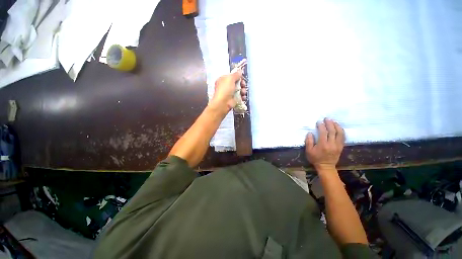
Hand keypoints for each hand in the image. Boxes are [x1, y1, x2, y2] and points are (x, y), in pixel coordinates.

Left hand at [210, 70, 246, 110]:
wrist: (223, 103)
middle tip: (243, 85)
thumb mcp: (230, 78)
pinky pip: (240, 96)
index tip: (242, 78)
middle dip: (242, 83)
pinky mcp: (233, 98)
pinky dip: (242, 96)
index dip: (238, 76)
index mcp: (223, 79)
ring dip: (243, 90)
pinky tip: (243, 97)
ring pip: (240, 89)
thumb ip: (236, 74)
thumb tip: (240, 71)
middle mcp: (226, 85)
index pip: (232, 75)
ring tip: (242, 92)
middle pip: (237, 82)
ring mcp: (230, 92)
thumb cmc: (225, 89)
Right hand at [305, 118, 344, 171]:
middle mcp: (331, 144)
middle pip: (332, 130)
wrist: (326, 167)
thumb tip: (310, 133)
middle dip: (329, 123)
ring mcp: (337, 145)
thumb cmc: (316, 159)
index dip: (321, 125)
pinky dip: (341, 131)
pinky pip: (343, 137)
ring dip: (336, 125)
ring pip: (339, 132)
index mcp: (323, 145)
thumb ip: (309, 142)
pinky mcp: (341, 146)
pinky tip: (338, 127)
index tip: (319, 122)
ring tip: (333, 122)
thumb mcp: (309, 152)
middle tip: (326, 119)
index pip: (323, 132)